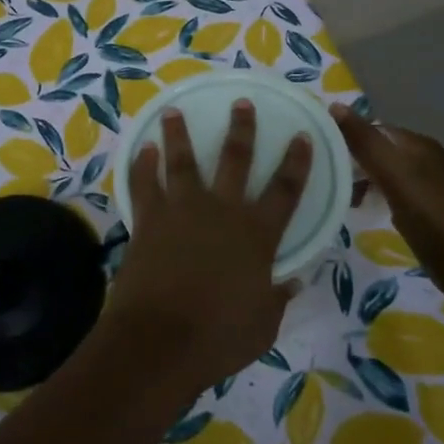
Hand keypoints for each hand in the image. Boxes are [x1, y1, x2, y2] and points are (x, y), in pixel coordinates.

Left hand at [105, 101, 312, 397]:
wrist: (160, 341)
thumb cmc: (219, 337)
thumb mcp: (263, 324)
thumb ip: (277, 297)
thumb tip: (292, 281)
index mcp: (257, 234)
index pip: (285, 190)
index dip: (296, 162)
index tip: (301, 136)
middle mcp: (221, 211)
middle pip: (235, 159)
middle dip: (241, 128)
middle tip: (241, 102)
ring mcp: (181, 210)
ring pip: (182, 160)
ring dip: (178, 134)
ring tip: (173, 111)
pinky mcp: (148, 220)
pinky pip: (143, 184)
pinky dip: (141, 165)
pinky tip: (142, 149)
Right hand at [332, 104, 443, 275]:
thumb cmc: (428, 214)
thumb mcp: (392, 174)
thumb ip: (364, 141)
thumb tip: (335, 105)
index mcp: (419, 144)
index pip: (374, 129)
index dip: (347, 137)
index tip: (320, 154)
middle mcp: (426, 157)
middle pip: (379, 149)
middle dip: (352, 161)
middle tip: (326, 177)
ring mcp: (428, 183)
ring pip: (384, 171)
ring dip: (362, 180)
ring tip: (341, 196)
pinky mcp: (427, 207)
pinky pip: (392, 190)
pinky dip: (376, 195)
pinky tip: (365, 209)